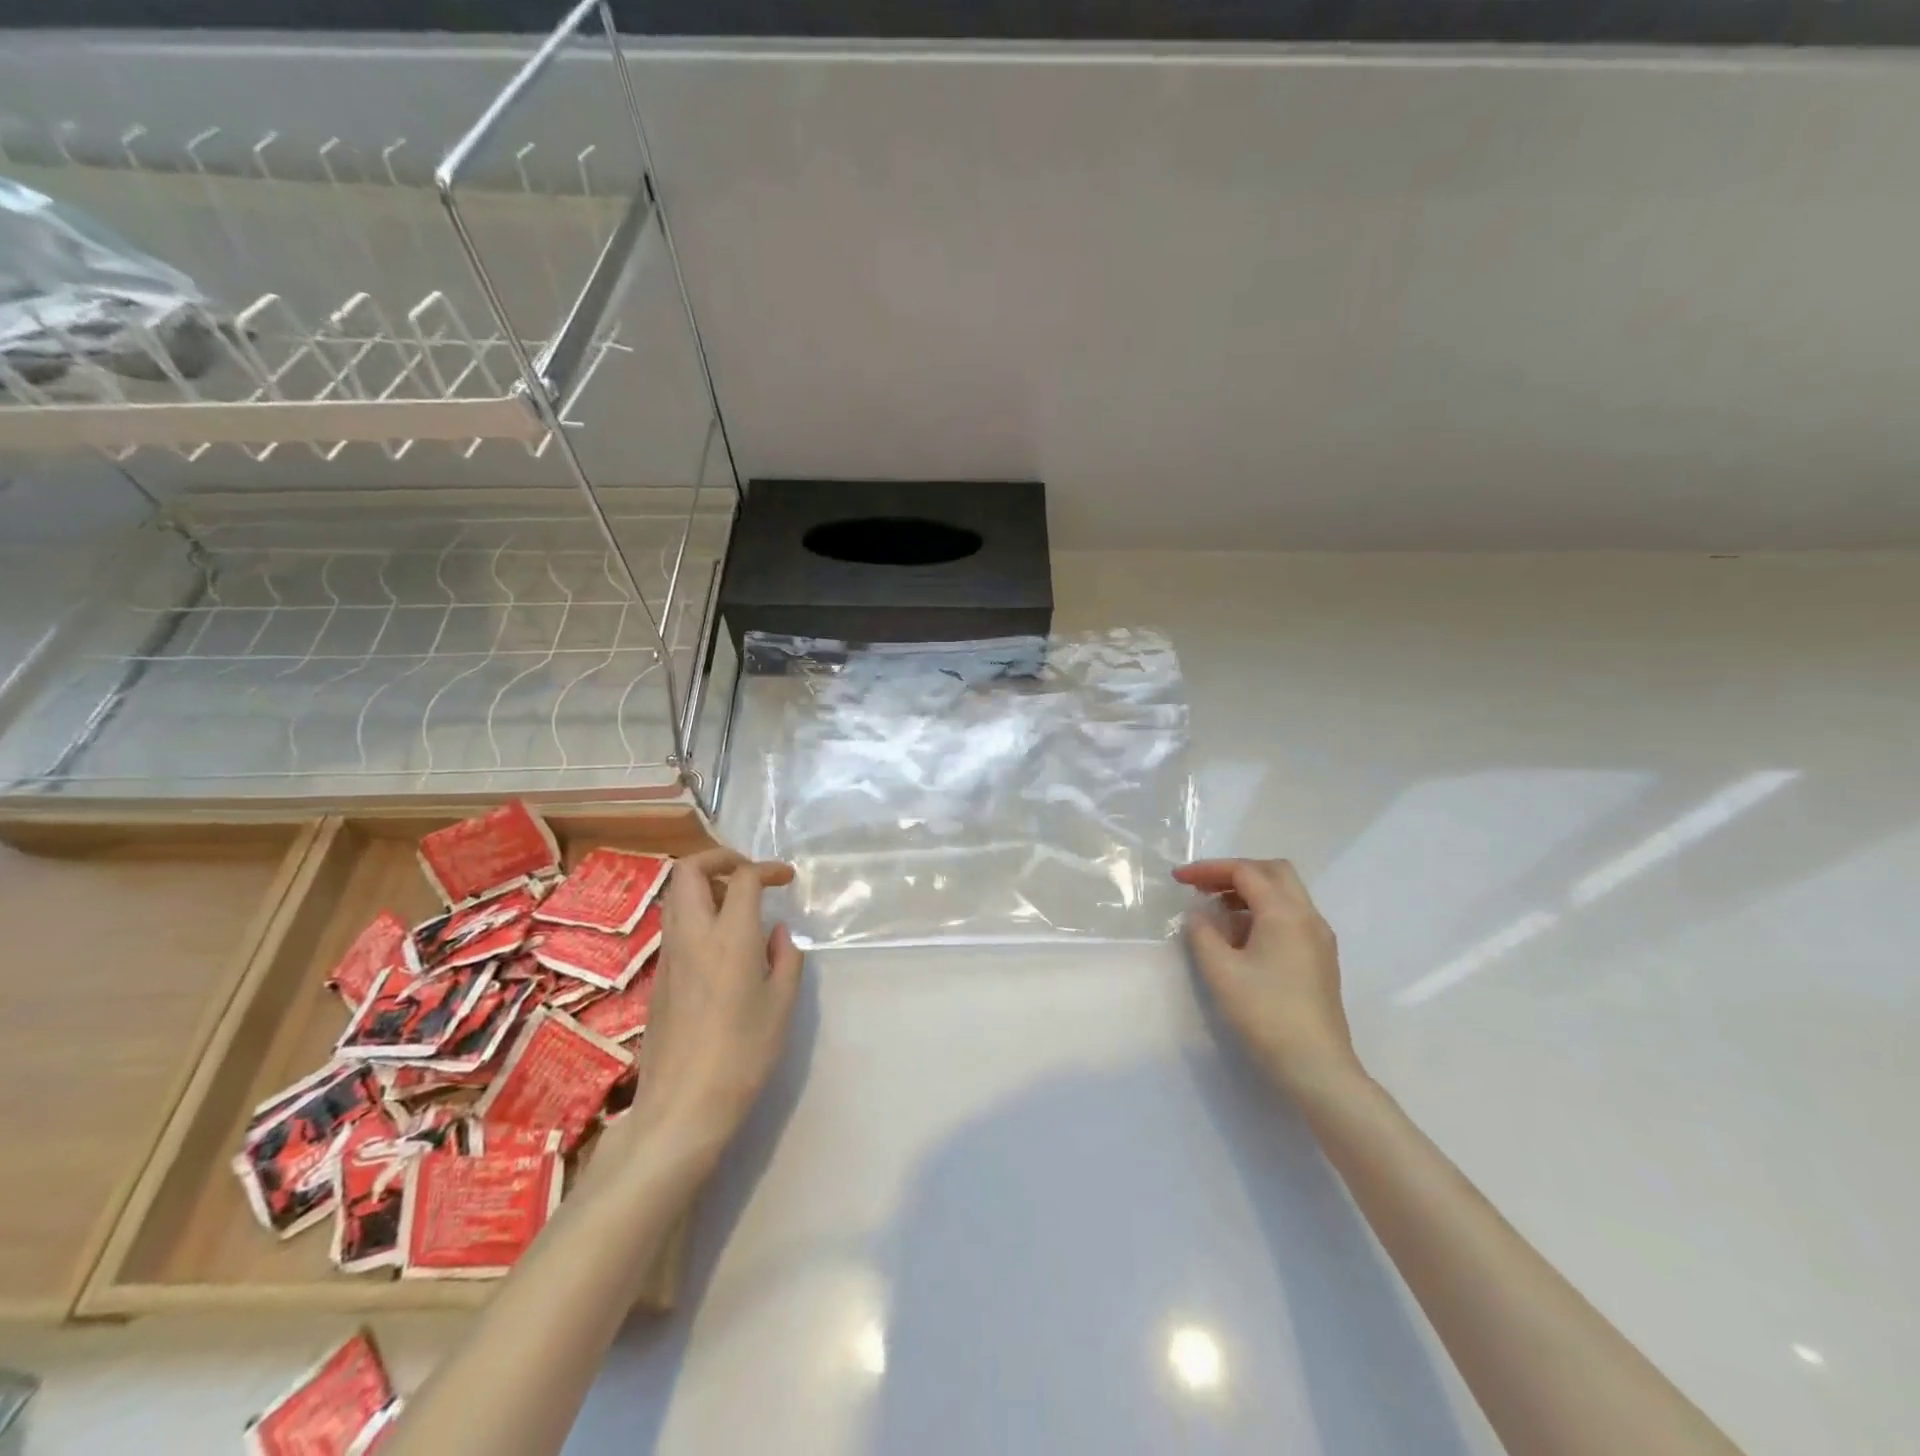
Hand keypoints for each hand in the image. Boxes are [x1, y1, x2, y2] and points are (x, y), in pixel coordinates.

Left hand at [621, 849, 801, 1162]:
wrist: (682, 1106)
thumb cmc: (743, 1054)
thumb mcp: (781, 1005)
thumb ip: (785, 958)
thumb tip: (776, 933)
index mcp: (729, 936)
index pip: (743, 878)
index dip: (767, 869)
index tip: (786, 878)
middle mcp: (692, 935)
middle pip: (689, 870)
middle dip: (719, 859)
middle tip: (748, 875)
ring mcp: (669, 955)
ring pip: (676, 896)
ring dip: (705, 886)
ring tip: (738, 907)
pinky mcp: (658, 977)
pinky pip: (674, 925)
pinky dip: (696, 914)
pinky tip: (722, 944)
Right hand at [1174, 858, 1362, 1097]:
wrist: (1316, 1068)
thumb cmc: (1265, 1014)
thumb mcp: (1220, 972)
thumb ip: (1202, 934)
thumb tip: (1199, 916)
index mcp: (1285, 913)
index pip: (1245, 872)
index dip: (1208, 870)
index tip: (1178, 879)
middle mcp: (1308, 917)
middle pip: (1273, 872)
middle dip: (1234, 873)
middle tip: (1203, 887)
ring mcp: (1319, 939)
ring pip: (1285, 895)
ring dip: (1250, 893)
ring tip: (1216, 912)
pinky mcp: (1320, 959)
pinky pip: (1291, 917)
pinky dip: (1263, 913)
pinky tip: (1241, 938)